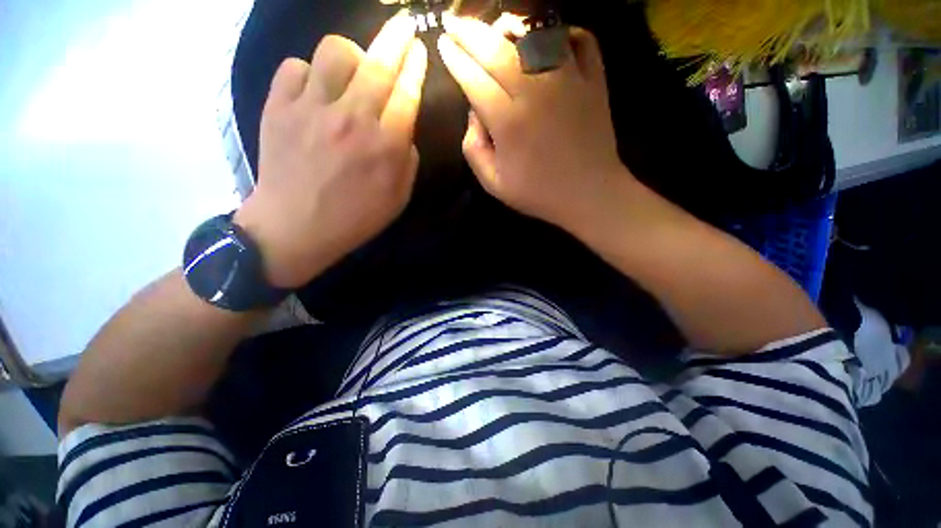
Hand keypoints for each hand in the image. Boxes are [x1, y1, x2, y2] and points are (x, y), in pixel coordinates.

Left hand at [235, 14, 427, 287]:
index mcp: (385, 147)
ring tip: (352, 70)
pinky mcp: (278, 107)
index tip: (419, 49)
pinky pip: (295, 68)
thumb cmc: (354, 217)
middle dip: (397, 38)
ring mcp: (311, 109)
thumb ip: (408, 161)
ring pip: (334, 51)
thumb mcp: (398, 198)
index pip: (406, 93)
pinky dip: (308, 74)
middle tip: (404, 27)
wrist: (295, 228)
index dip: (415, 66)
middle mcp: (352, 120)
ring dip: (351, 54)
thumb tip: (403, 131)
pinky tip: (314, 93)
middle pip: (378, 63)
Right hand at [438, 16, 627, 230]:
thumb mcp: (494, 184)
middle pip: (497, 50)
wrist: (589, 194)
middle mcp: (536, 93)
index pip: (474, 79)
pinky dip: (563, 32)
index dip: (455, 59)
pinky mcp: (593, 80)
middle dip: (469, 33)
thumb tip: (473, 114)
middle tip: (454, 23)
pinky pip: (579, 41)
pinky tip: (548, 39)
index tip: (444, 45)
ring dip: (510, 27)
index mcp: (508, 122)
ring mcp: (568, 81)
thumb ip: (474, 150)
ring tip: (495, 28)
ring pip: (534, 37)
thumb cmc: (538, 194)